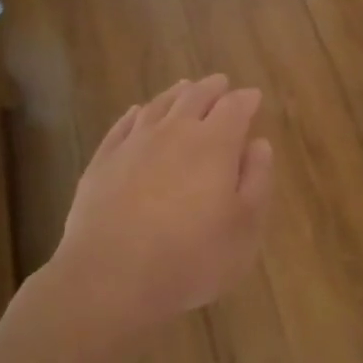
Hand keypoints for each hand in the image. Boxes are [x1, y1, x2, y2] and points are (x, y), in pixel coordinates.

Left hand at [46, 75, 273, 332]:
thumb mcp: (245, 226)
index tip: (254, 97)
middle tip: (221, 83)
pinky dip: (136, 114)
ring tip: (185, 87)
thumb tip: (259, 143)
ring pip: (159, 106)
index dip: (247, 100)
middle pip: (196, 97)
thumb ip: (257, 179)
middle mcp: (175, 132)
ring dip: (176, 94)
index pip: (235, 107)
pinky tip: (138, 113)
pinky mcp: (103, 162)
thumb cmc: (192, 258)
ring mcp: (134, 144)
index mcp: (215, 144)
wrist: (111, 279)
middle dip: (213, 88)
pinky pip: (123, 125)